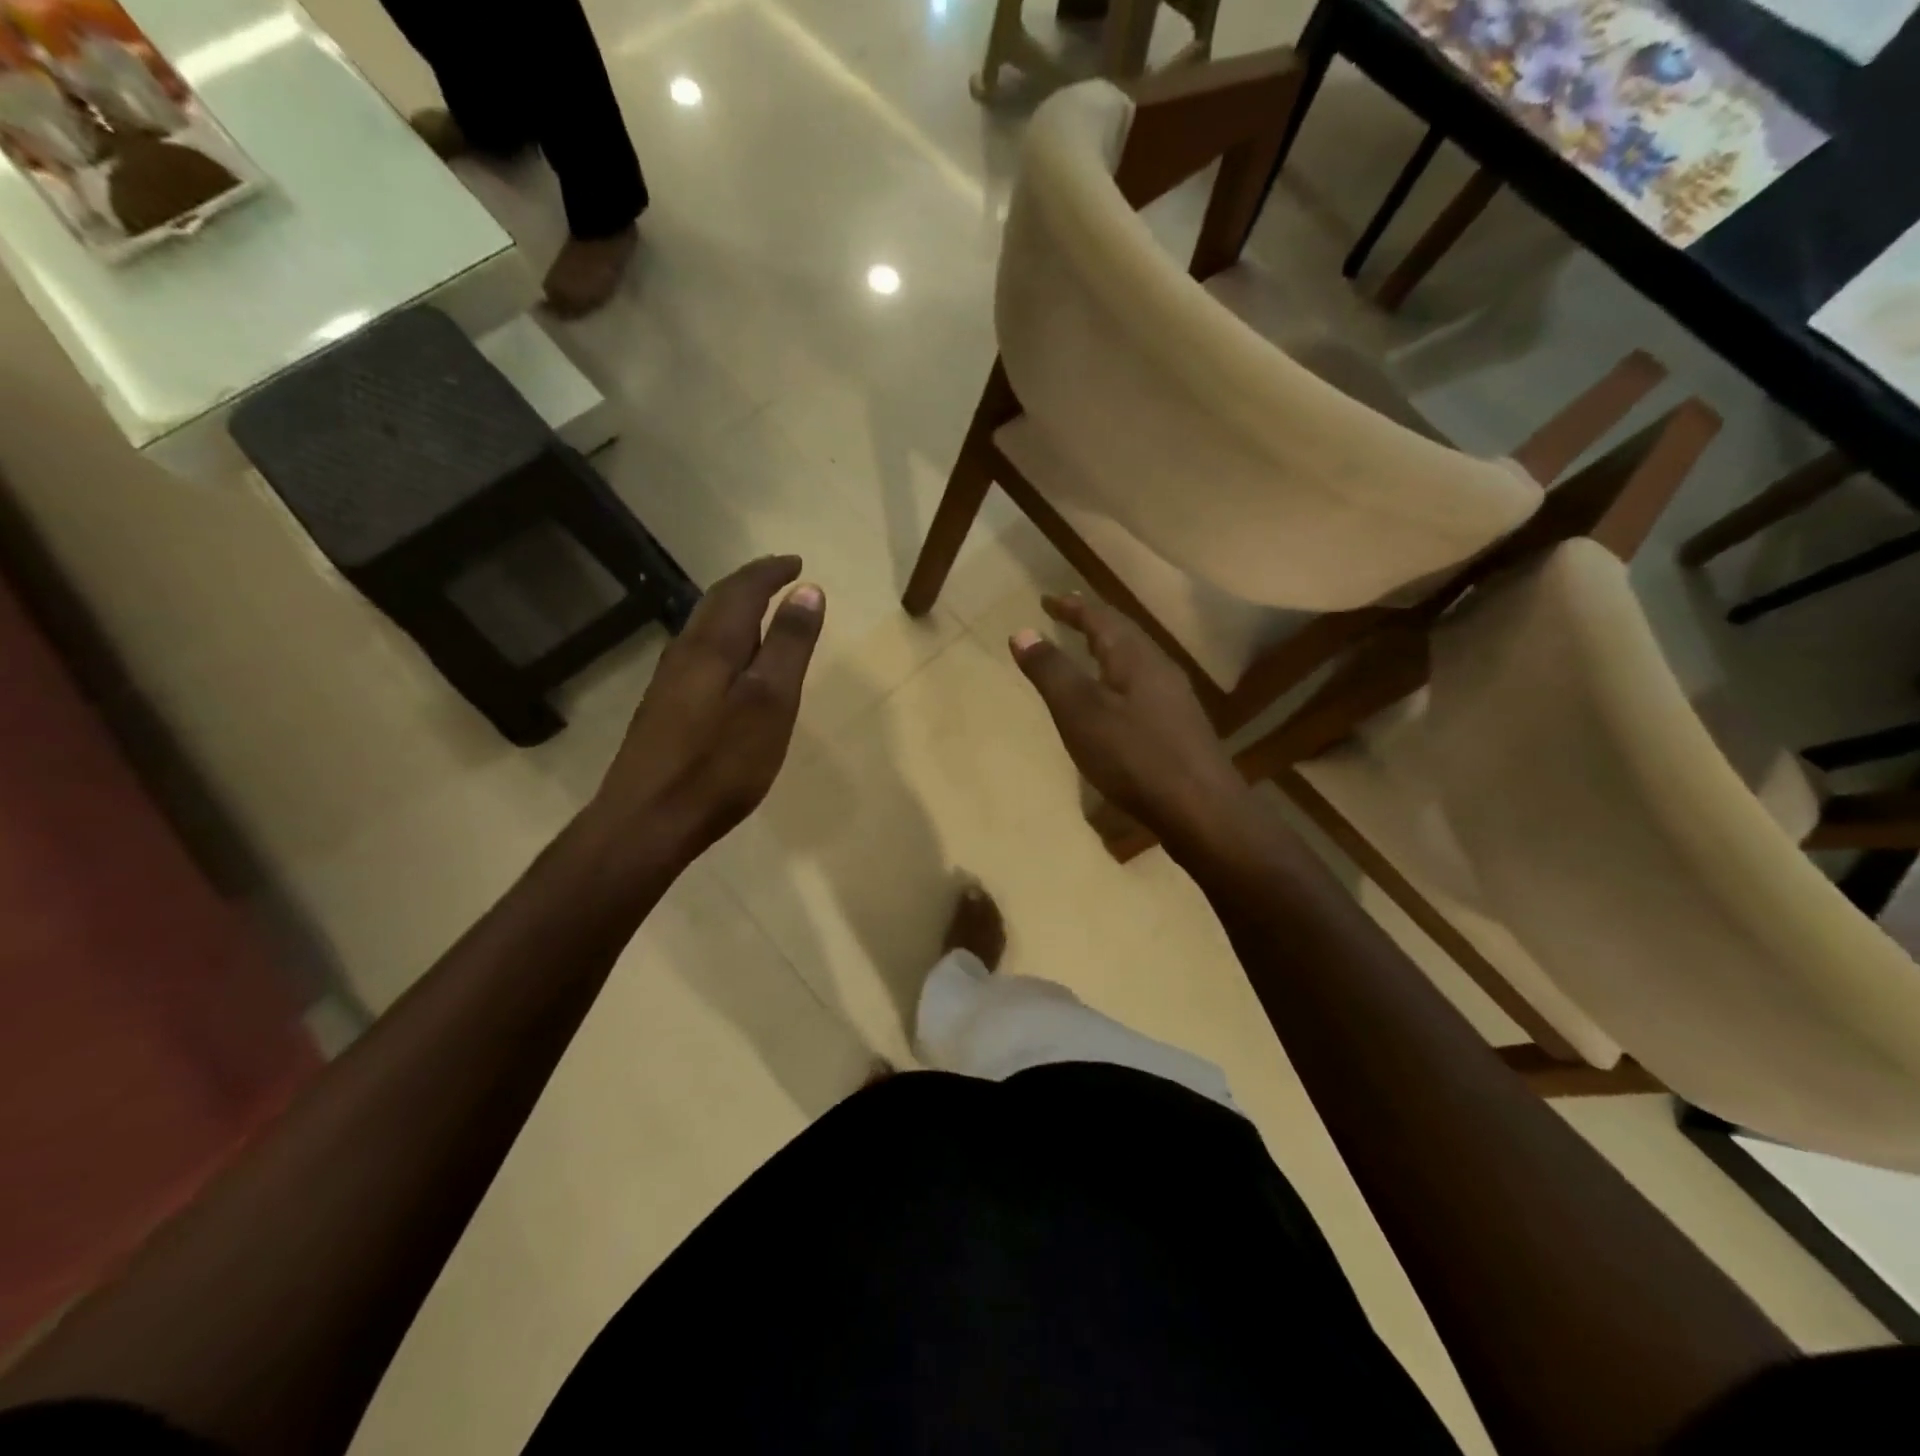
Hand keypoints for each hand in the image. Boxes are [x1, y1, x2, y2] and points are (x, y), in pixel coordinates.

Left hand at [586, 555, 824, 867]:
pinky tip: (730, 663)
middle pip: (718, 602)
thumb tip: (808, 590)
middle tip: (780, 577)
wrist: (647, 820)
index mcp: (714, 644)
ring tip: (761, 611)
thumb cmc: (720, 762)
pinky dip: (723, 640)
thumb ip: (790, 645)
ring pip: (704, 627)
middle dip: (751, 584)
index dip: (772, 572)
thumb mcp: (771, 702)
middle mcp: (685, 652)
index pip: (743, 589)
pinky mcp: (664, 708)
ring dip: (734, 610)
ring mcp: (669, 681)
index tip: (797, 563)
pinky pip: (698, 654)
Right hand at [1010, 593, 1248, 845]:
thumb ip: (1051, 671)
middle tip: (1066, 616)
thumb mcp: (1080, 712)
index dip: (1071, 607)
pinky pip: (1142, 686)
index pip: (1100, 617)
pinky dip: (1118, 679)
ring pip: (1135, 660)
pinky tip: (1114, 702)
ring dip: (1107, 650)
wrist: (1201, 809)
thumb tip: (1022, 632)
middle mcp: (1159, 668)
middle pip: (1123, 633)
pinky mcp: (1179, 727)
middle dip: (1092, 622)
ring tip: (1086, 653)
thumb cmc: (1133, 756)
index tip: (1046, 600)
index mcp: (1135, 656)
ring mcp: (1174, 698)